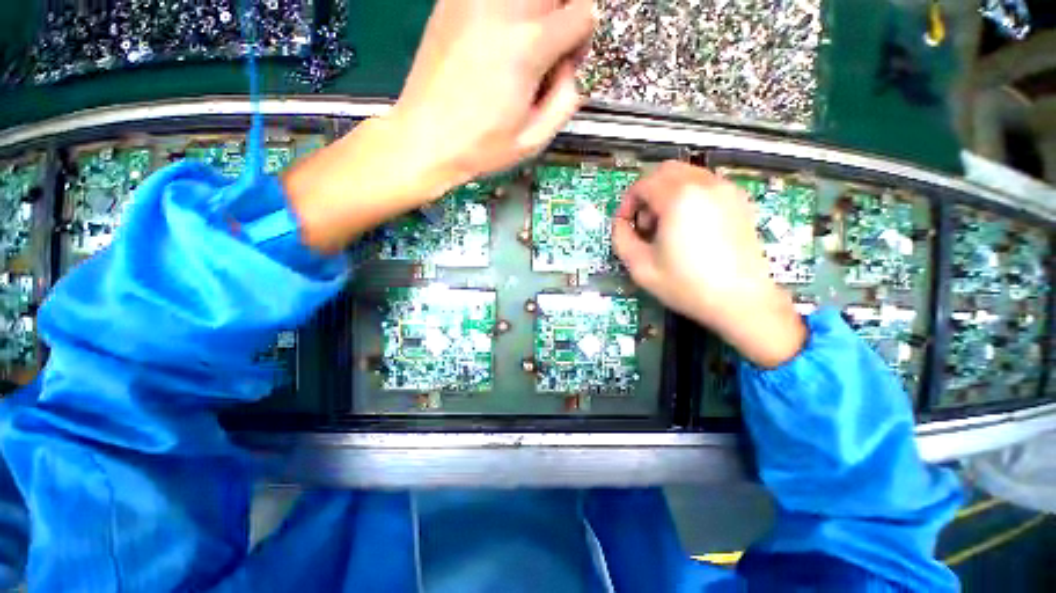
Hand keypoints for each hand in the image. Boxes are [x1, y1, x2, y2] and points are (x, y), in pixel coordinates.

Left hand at [392, 0, 596, 180]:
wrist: (426, 139)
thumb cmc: (479, 146)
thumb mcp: (534, 139)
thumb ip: (567, 99)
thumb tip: (574, 68)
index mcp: (528, 46)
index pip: (584, 13)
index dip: (585, 38)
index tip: (571, 60)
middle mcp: (503, 10)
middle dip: (565, 13)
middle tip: (553, 46)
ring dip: (538, 10)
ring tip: (525, 44)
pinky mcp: (452, 1)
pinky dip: (509, 11)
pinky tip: (499, 37)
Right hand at [611, 162, 806, 367]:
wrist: (741, 300)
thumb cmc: (687, 285)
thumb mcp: (640, 266)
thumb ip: (621, 238)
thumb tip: (621, 223)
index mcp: (678, 198)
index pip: (642, 184)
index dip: (627, 203)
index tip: (625, 225)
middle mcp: (704, 184)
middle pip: (664, 172)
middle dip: (647, 193)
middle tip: (645, 223)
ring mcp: (726, 190)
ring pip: (686, 175)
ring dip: (667, 193)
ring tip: (666, 226)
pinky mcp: (739, 201)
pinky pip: (705, 185)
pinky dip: (688, 196)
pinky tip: (688, 226)